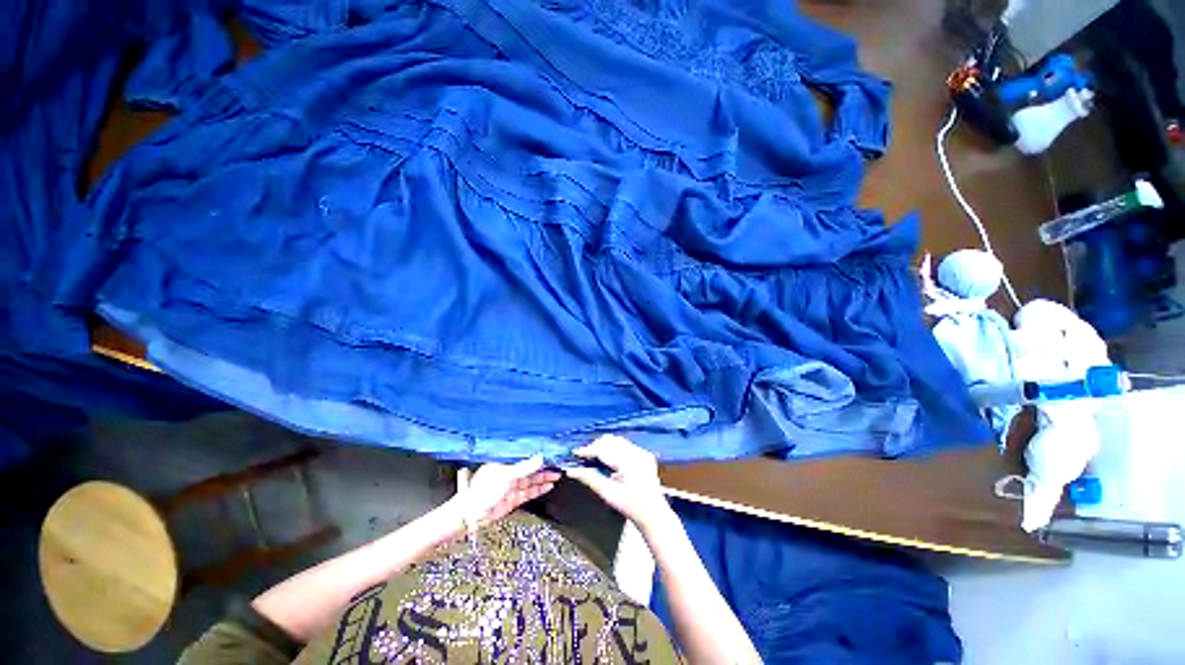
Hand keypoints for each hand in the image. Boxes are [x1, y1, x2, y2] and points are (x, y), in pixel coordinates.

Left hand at [448, 455, 559, 533]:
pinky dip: (538, 490)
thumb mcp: (506, 477)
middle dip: (543, 469)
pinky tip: (547, 486)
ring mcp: (510, 488)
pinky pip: (528, 493)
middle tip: (557, 467)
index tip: (550, 456)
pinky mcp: (511, 500)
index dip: (537, 458)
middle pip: (529, 470)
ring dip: (543, 479)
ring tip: (556, 477)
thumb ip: (524, 468)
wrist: (469, 517)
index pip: (524, 458)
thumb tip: (540, 458)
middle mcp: (508, 474)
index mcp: (504, 464)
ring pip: (530, 482)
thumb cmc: (482, 493)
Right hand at [565, 435, 672, 532]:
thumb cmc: (629, 506)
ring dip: (605, 446)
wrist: (653, 513)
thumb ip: (589, 478)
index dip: (588, 450)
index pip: (604, 449)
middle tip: (585, 457)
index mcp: (628, 462)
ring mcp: (642, 452)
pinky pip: (625, 445)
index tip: (575, 453)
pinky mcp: (644, 454)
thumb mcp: (607, 493)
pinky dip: (615, 449)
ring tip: (595, 458)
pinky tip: (610, 460)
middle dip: (596, 446)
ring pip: (617, 440)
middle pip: (610, 440)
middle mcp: (636, 452)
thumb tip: (571, 470)